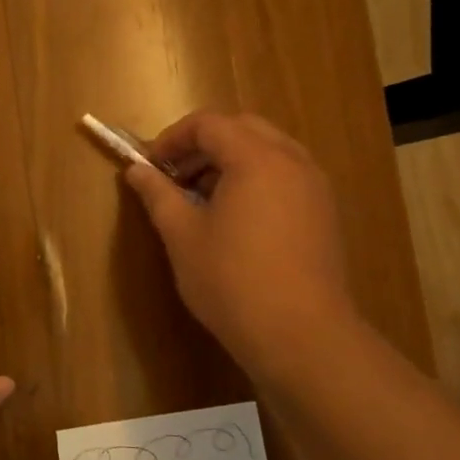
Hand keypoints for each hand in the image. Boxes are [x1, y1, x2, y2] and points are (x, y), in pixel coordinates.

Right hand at [122, 111, 362, 385]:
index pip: (209, 124)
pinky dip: (254, 179)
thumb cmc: (231, 280)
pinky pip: (285, 176)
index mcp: (256, 159)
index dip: (172, 138)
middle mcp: (292, 161)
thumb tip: (136, 170)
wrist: (300, 335)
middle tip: (174, 176)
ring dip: (230, 161)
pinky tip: (234, 219)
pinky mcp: (323, 213)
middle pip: (242, 129)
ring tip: (200, 198)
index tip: (149, 166)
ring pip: (268, 151)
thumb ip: (157, 194)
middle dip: (203, 145)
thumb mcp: (182, 235)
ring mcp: (314, 187)